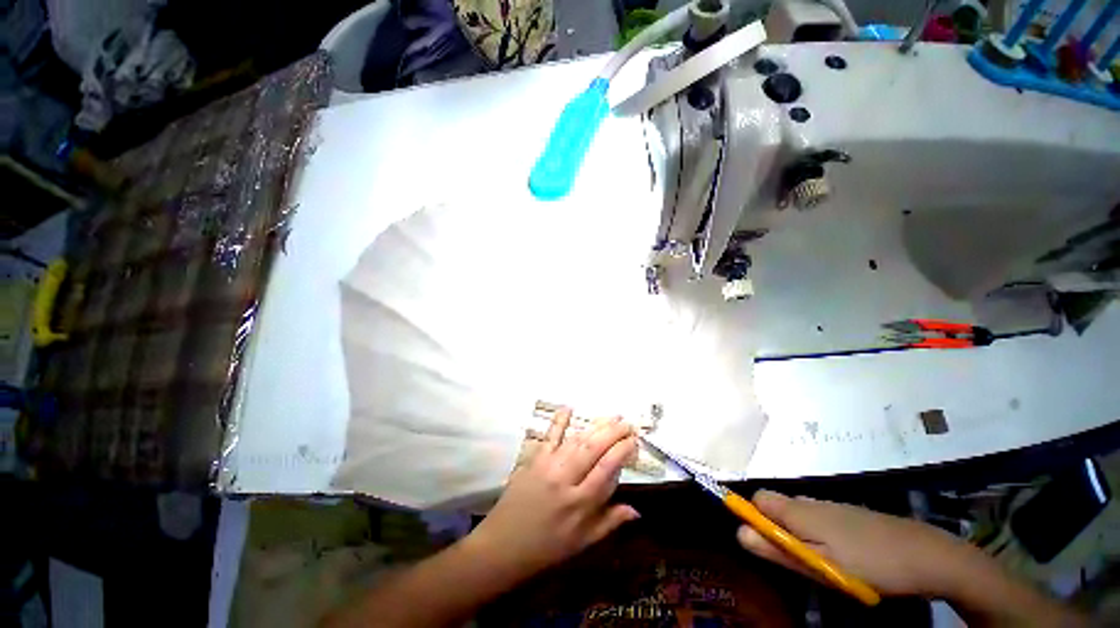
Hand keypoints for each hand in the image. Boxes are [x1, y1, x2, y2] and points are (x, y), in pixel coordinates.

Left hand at [465, 409, 639, 581]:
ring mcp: (548, 466)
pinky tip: (569, 407)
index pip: (606, 469)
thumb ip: (610, 523)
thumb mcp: (582, 543)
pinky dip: (559, 421)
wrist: (503, 545)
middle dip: (613, 432)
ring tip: (611, 416)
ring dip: (595, 426)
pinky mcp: (533, 459)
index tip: (634, 439)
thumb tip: (637, 511)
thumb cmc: (547, 548)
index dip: (622, 450)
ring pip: (576, 440)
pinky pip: (549, 437)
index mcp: (580, 504)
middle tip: (627, 422)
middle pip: (593, 449)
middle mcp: (565, 480)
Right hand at [736, 490, 982, 597]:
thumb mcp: (820, 565)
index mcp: (798, 510)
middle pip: (777, 506)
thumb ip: (777, 549)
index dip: (752, 516)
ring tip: (822, 562)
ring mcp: (832, 506)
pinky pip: (820, 517)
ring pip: (800, 513)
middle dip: (777, 530)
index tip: (764, 543)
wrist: (927, 554)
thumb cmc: (868, 563)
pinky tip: (842, 555)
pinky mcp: (851, 513)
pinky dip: (819, 533)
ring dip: (799, 534)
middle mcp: (810, 501)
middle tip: (798, 560)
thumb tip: (739, 533)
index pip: (757, 498)